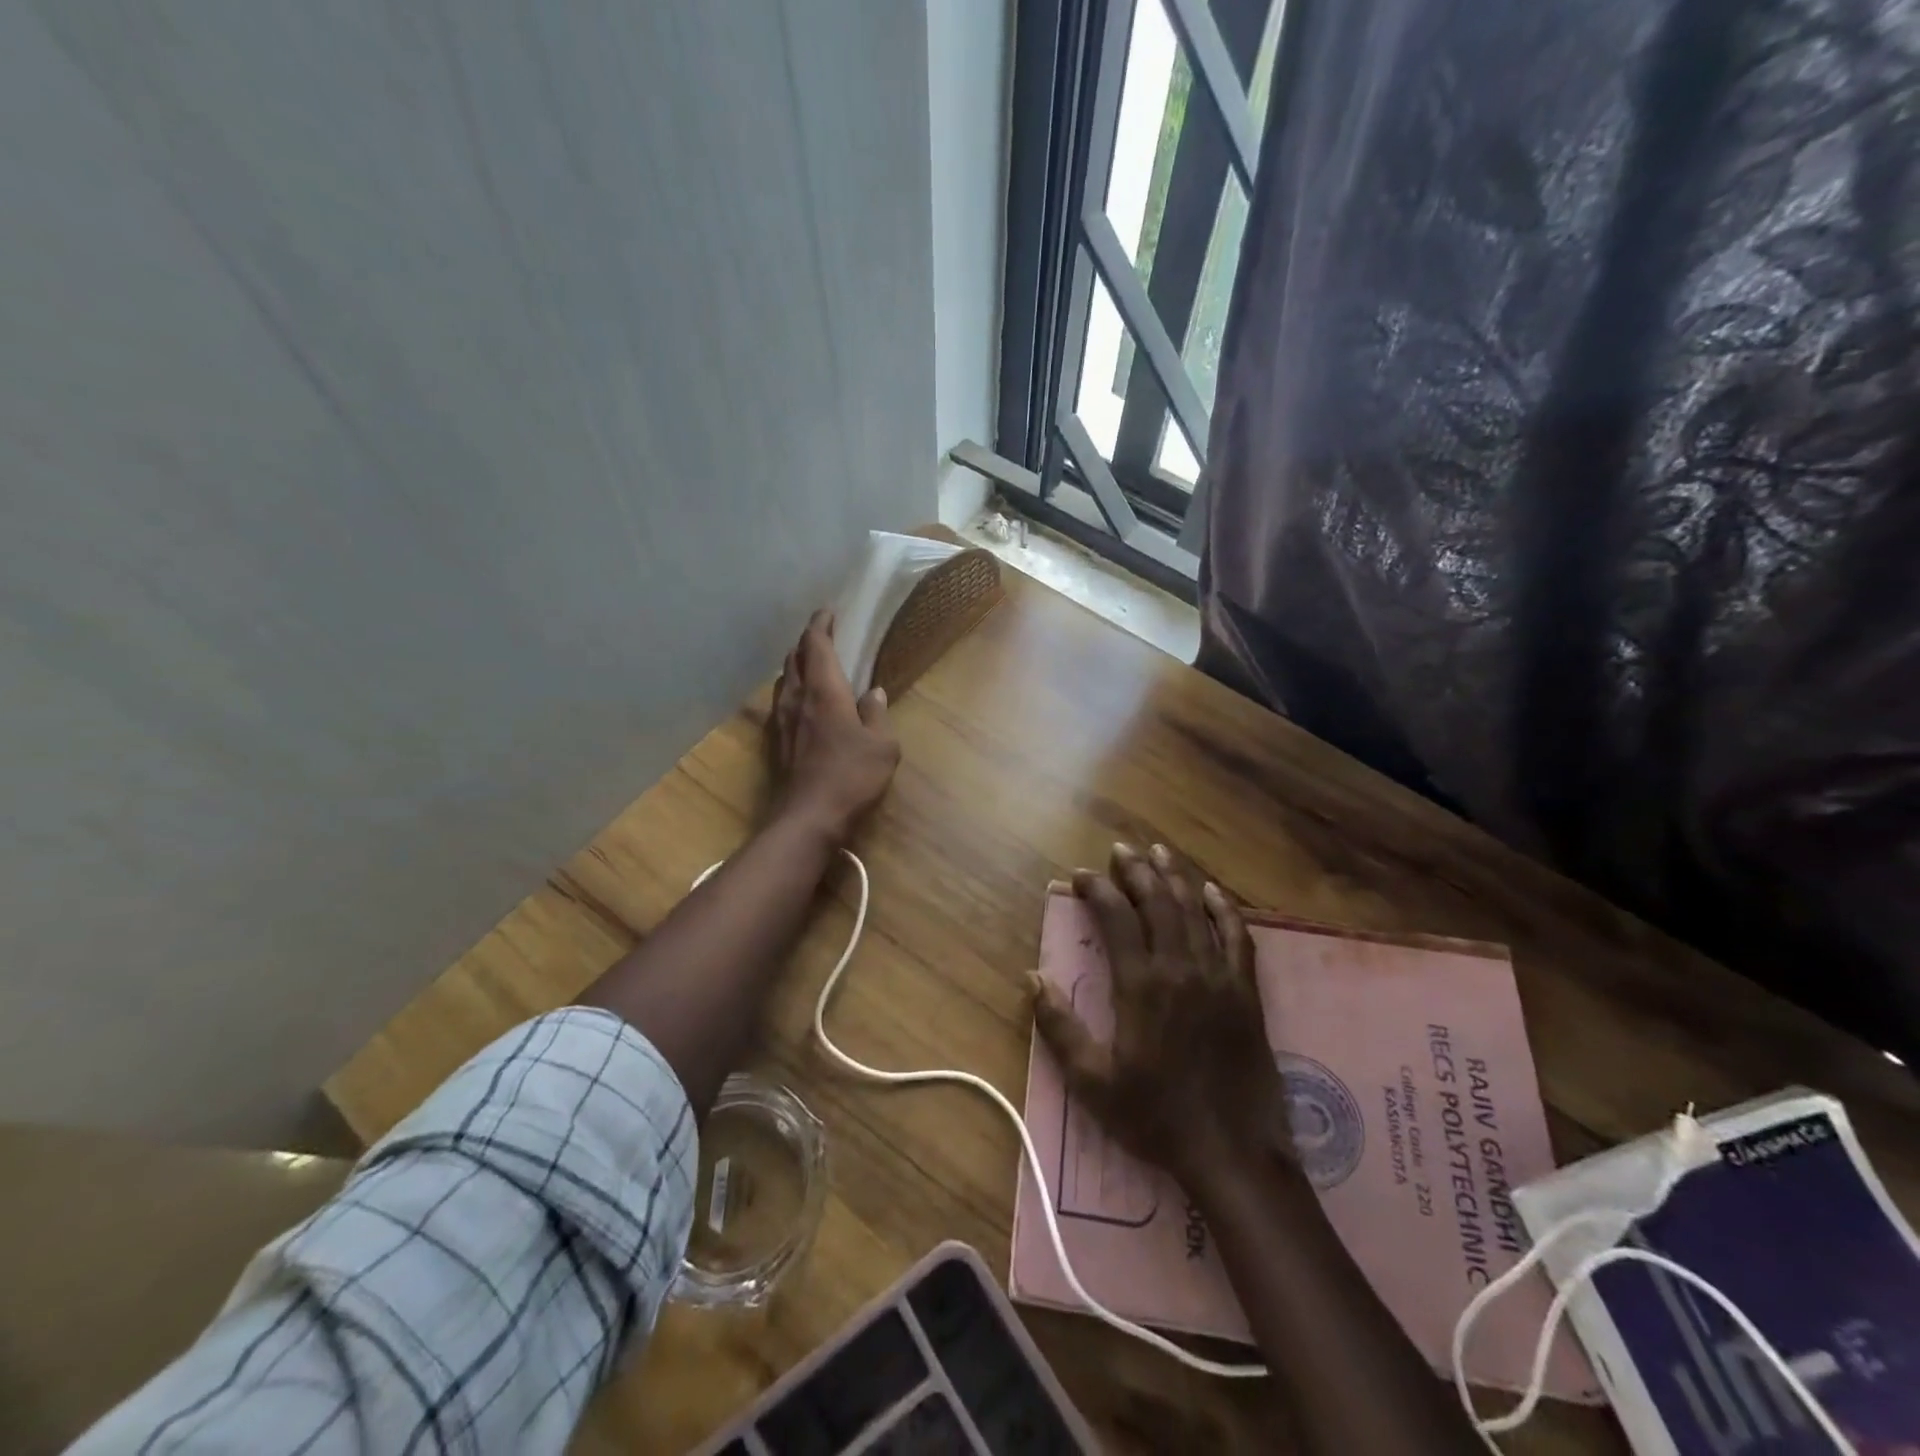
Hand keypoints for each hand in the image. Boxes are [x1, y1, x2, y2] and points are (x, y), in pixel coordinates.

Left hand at [767, 609, 899, 843]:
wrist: (809, 816)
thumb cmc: (851, 776)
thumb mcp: (882, 745)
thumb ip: (876, 715)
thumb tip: (874, 694)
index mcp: (824, 690)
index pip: (816, 644)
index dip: (821, 624)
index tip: (828, 612)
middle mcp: (796, 697)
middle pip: (794, 658)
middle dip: (807, 643)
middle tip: (823, 637)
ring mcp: (781, 720)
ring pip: (783, 680)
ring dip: (796, 666)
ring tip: (812, 666)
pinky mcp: (775, 741)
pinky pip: (780, 703)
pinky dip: (791, 691)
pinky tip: (802, 704)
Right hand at [1030, 843, 1291, 1192]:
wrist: (1232, 1153)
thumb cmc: (1155, 1117)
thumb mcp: (1093, 1081)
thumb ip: (1059, 1027)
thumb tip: (1032, 978)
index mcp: (1141, 986)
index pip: (1117, 918)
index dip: (1097, 890)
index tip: (1079, 875)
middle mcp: (1181, 969)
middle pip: (1158, 903)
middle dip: (1136, 870)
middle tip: (1120, 849)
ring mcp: (1218, 978)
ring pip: (1195, 912)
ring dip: (1175, 877)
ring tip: (1160, 852)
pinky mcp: (1246, 993)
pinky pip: (1237, 938)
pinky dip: (1225, 910)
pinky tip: (1213, 892)